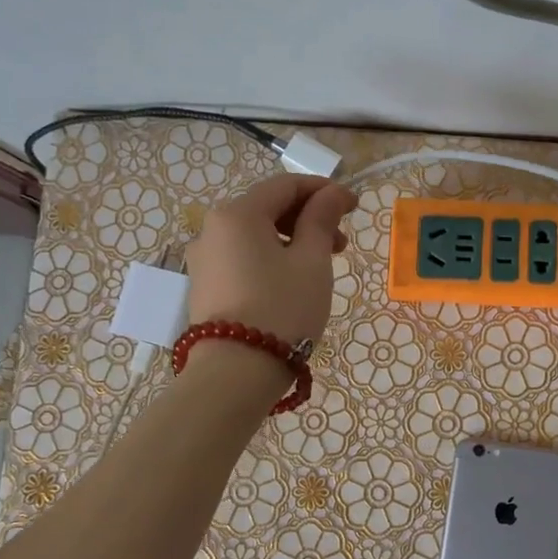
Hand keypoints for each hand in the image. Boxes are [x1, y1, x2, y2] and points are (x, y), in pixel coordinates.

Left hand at [184, 174, 355, 346]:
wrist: (235, 373)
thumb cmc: (282, 309)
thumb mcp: (311, 262)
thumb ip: (321, 220)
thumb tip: (332, 193)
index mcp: (238, 214)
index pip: (285, 185)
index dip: (323, 190)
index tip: (354, 206)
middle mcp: (212, 229)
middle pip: (267, 208)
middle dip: (308, 218)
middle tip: (341, 243)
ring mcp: (203, 259)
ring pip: (255, 235)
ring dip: (292, 240)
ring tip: (321, 266)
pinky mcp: (204, 287)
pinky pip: (243, 258)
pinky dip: (271, 259)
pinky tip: (293, 281)